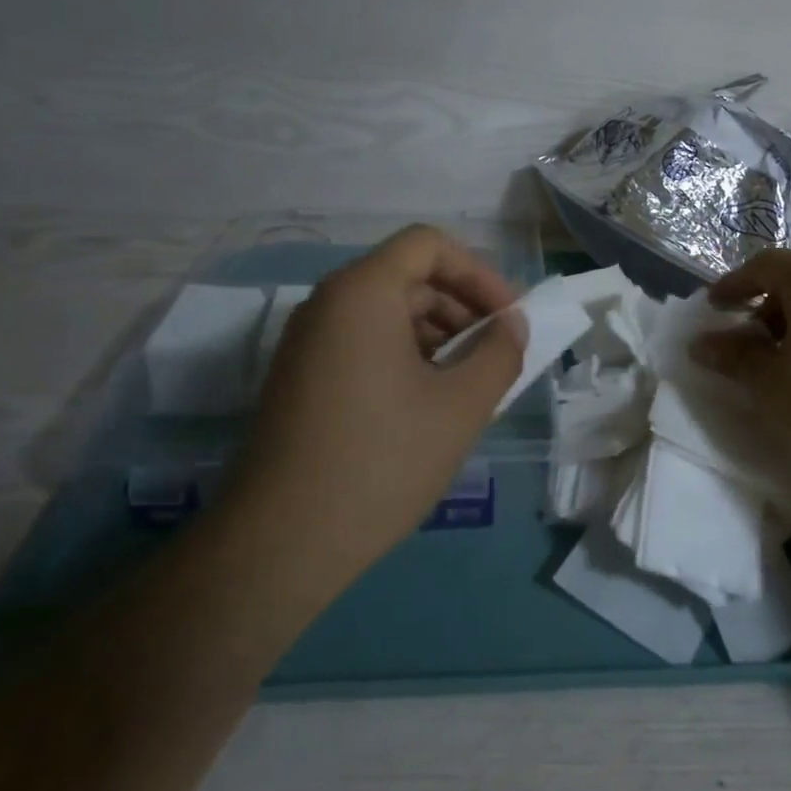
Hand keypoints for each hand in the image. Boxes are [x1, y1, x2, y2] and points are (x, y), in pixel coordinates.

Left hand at [224, 225, 524, 586]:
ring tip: (468, 383)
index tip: (508, 319)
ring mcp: (306, 342)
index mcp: (362, 292)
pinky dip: (404, 356)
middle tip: (495, 354)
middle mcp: (327, 303)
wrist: (279, 545)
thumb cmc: (381, 461)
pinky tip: (427, 403)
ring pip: (386, 312)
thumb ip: (499, 354)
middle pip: (408, 277)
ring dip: (437, 334)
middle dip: (462, 307)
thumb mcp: (461, 406)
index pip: (428, 245)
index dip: (478, 273)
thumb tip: (512, 326)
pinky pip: (362, 343)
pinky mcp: (299, 378)